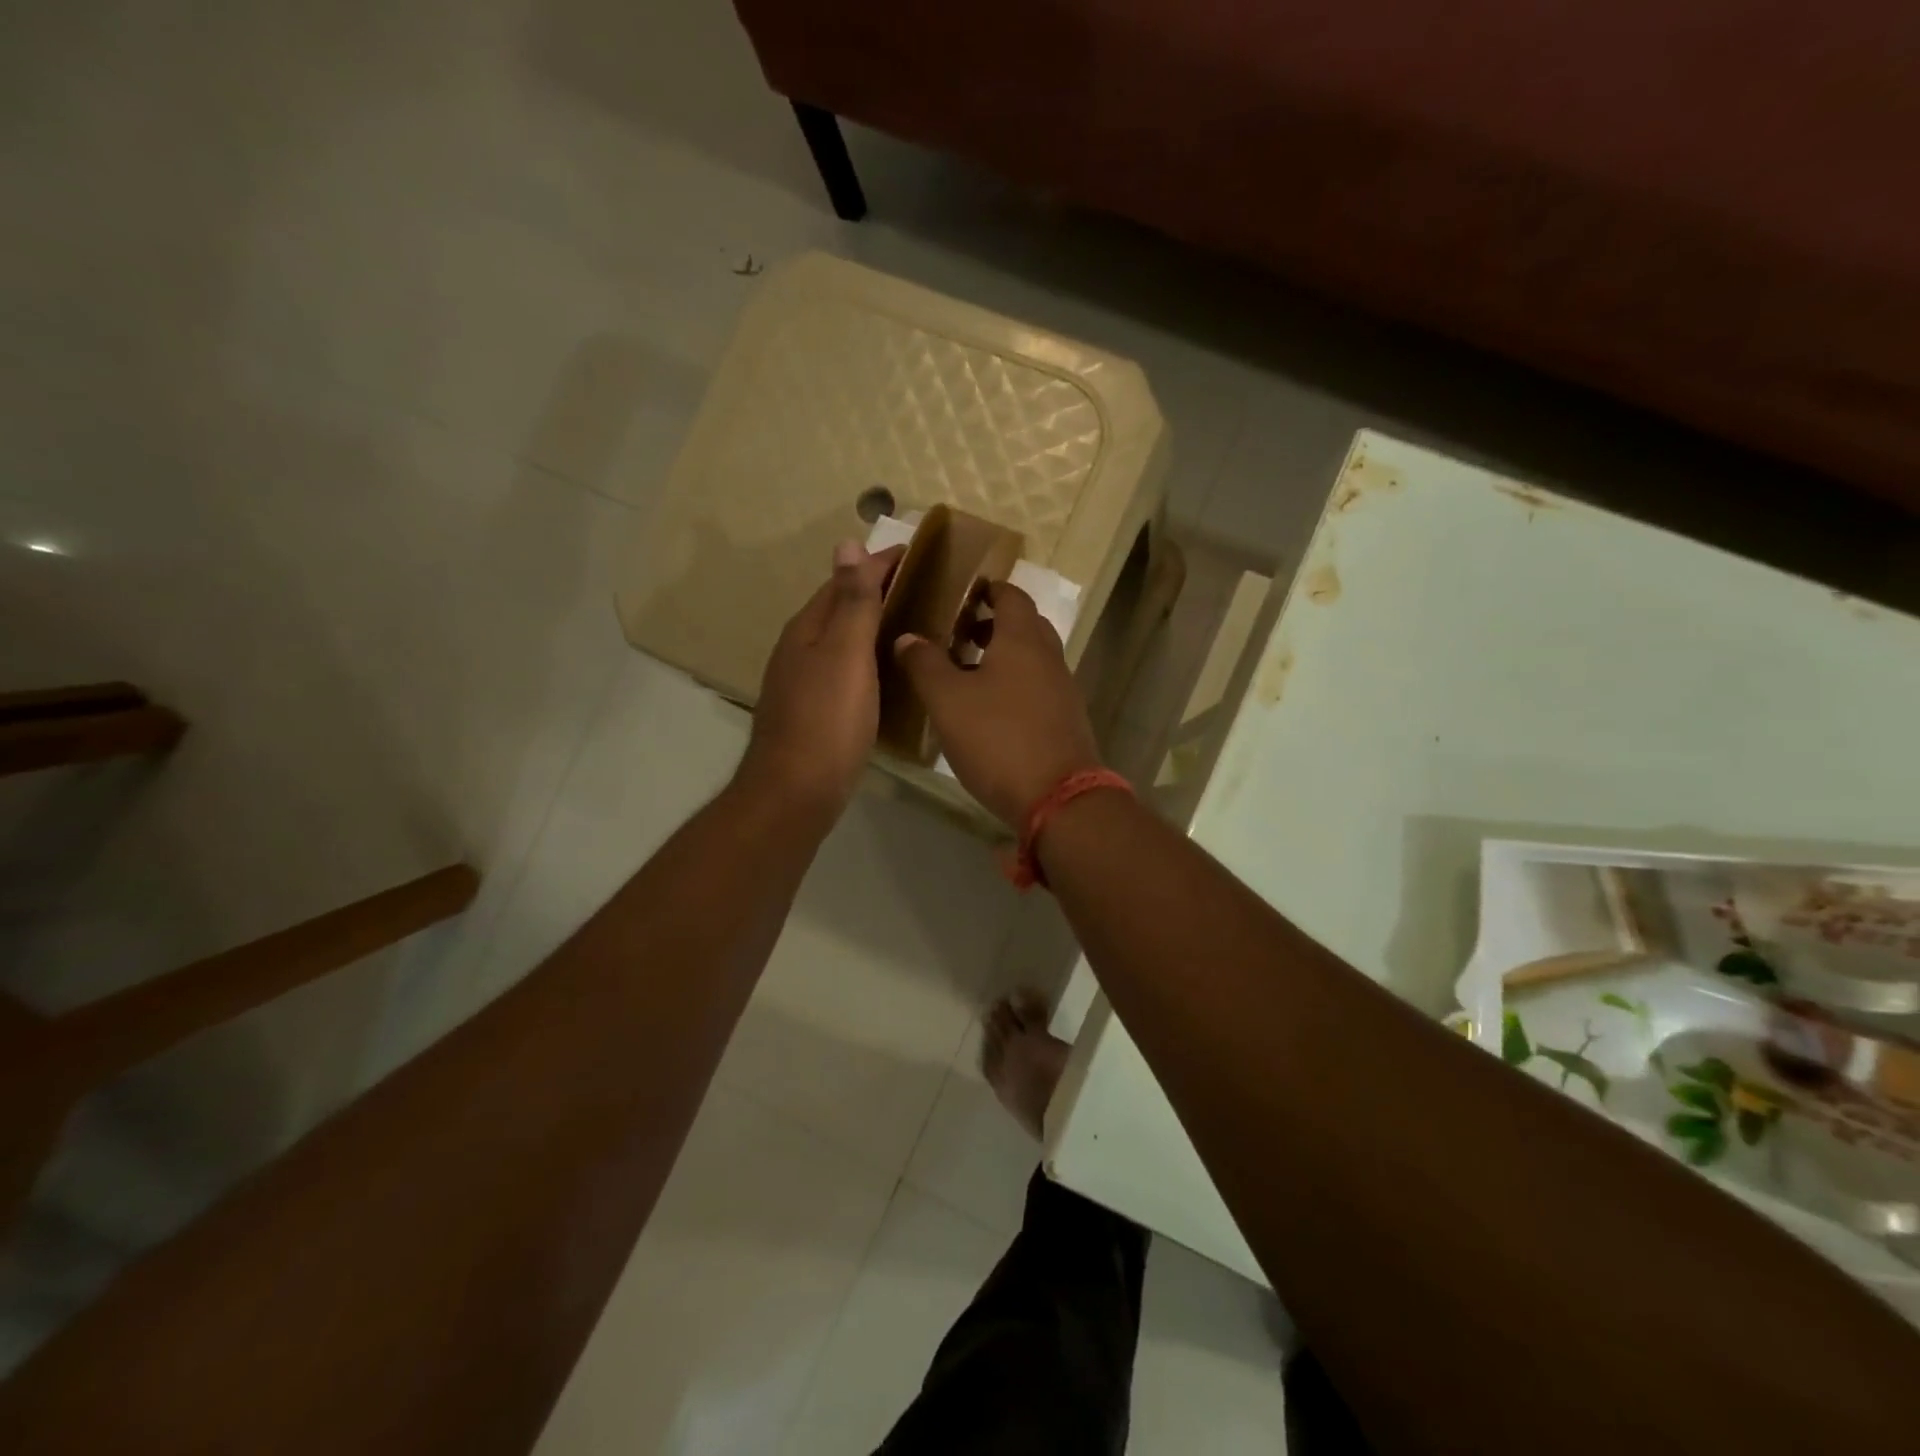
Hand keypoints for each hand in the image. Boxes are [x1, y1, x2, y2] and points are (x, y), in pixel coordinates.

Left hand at [739, 541, 904, 818]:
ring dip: (875, 626)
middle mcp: (802, 650)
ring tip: (916, 623)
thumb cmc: (827, 719)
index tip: (916, 552)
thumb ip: (852, 602)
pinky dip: (871, 659)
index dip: (878, 564)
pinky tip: (892, 672)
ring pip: (844, 641)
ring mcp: (806, 683)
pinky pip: (848, 670)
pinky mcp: (817, 712)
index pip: (845, 581)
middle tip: (925, 586)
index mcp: (808, 629)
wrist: (797, 791)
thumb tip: (847, 542)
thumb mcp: (845, 654)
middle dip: (877, 591)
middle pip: (841, 609)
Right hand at [891, 582, 1101, 828]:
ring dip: (1001, 656)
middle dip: (991, 623)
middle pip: (1023, 625)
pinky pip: (1036, 687)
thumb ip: (925, 664)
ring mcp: (1062, 689)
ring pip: (1030, 658)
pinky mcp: (1065, 720)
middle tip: (956, 632)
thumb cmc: (998, 739)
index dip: (986, 589)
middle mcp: (1048, 656)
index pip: (1010, 595)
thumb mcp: (948, 701)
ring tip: (964, 672)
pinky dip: (1013, 684)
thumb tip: (908, 636)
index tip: (960, 593)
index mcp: (1023, 639)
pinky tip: (987, 709)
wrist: (1058, 798)